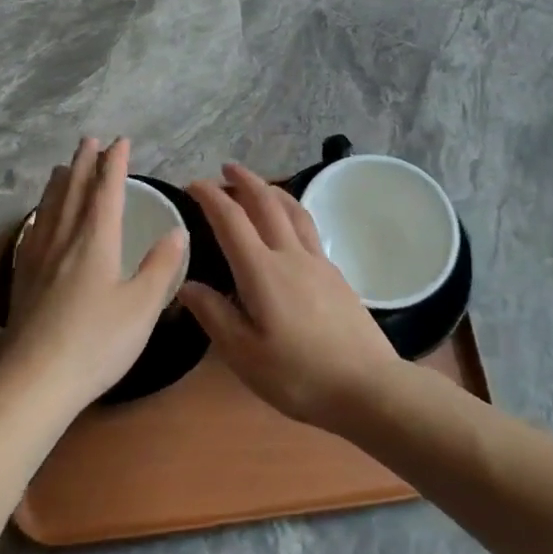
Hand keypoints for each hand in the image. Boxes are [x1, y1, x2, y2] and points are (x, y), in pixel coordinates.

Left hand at [2, 138, 186, 413]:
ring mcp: (38, 261)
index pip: (107, 192)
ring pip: (49, 209)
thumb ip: (160, 267)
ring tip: (62, 167)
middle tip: (89, 140)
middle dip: (84, 164)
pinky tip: (38, 220)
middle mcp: (64, 242)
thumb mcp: (142, 307)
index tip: (120, 141)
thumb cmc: (96, 343)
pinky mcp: (23, 281)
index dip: (115, 165)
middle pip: (73, 193)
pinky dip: (40, 214)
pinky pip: (33, 232)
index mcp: (95, 242)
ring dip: (59, 183)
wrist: (33, 383)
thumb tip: (177, 232)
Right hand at [179, 164, 399, 431]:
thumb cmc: (298, 375)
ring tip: (260, 185)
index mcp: (262, 271)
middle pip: (267, 203)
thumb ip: (213, 314)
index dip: (210, 197)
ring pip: (294, 210)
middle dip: (245, 181)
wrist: (366, 385)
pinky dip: (292, 211)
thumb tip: (186, 284)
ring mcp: (318, 262)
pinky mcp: (336, 274)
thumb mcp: (243, 354)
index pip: (231, 220)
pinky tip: (291, 226)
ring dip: (273, 190)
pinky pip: (309, 228)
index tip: (193, 184)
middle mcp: (291, 255)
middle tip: (227, 168)